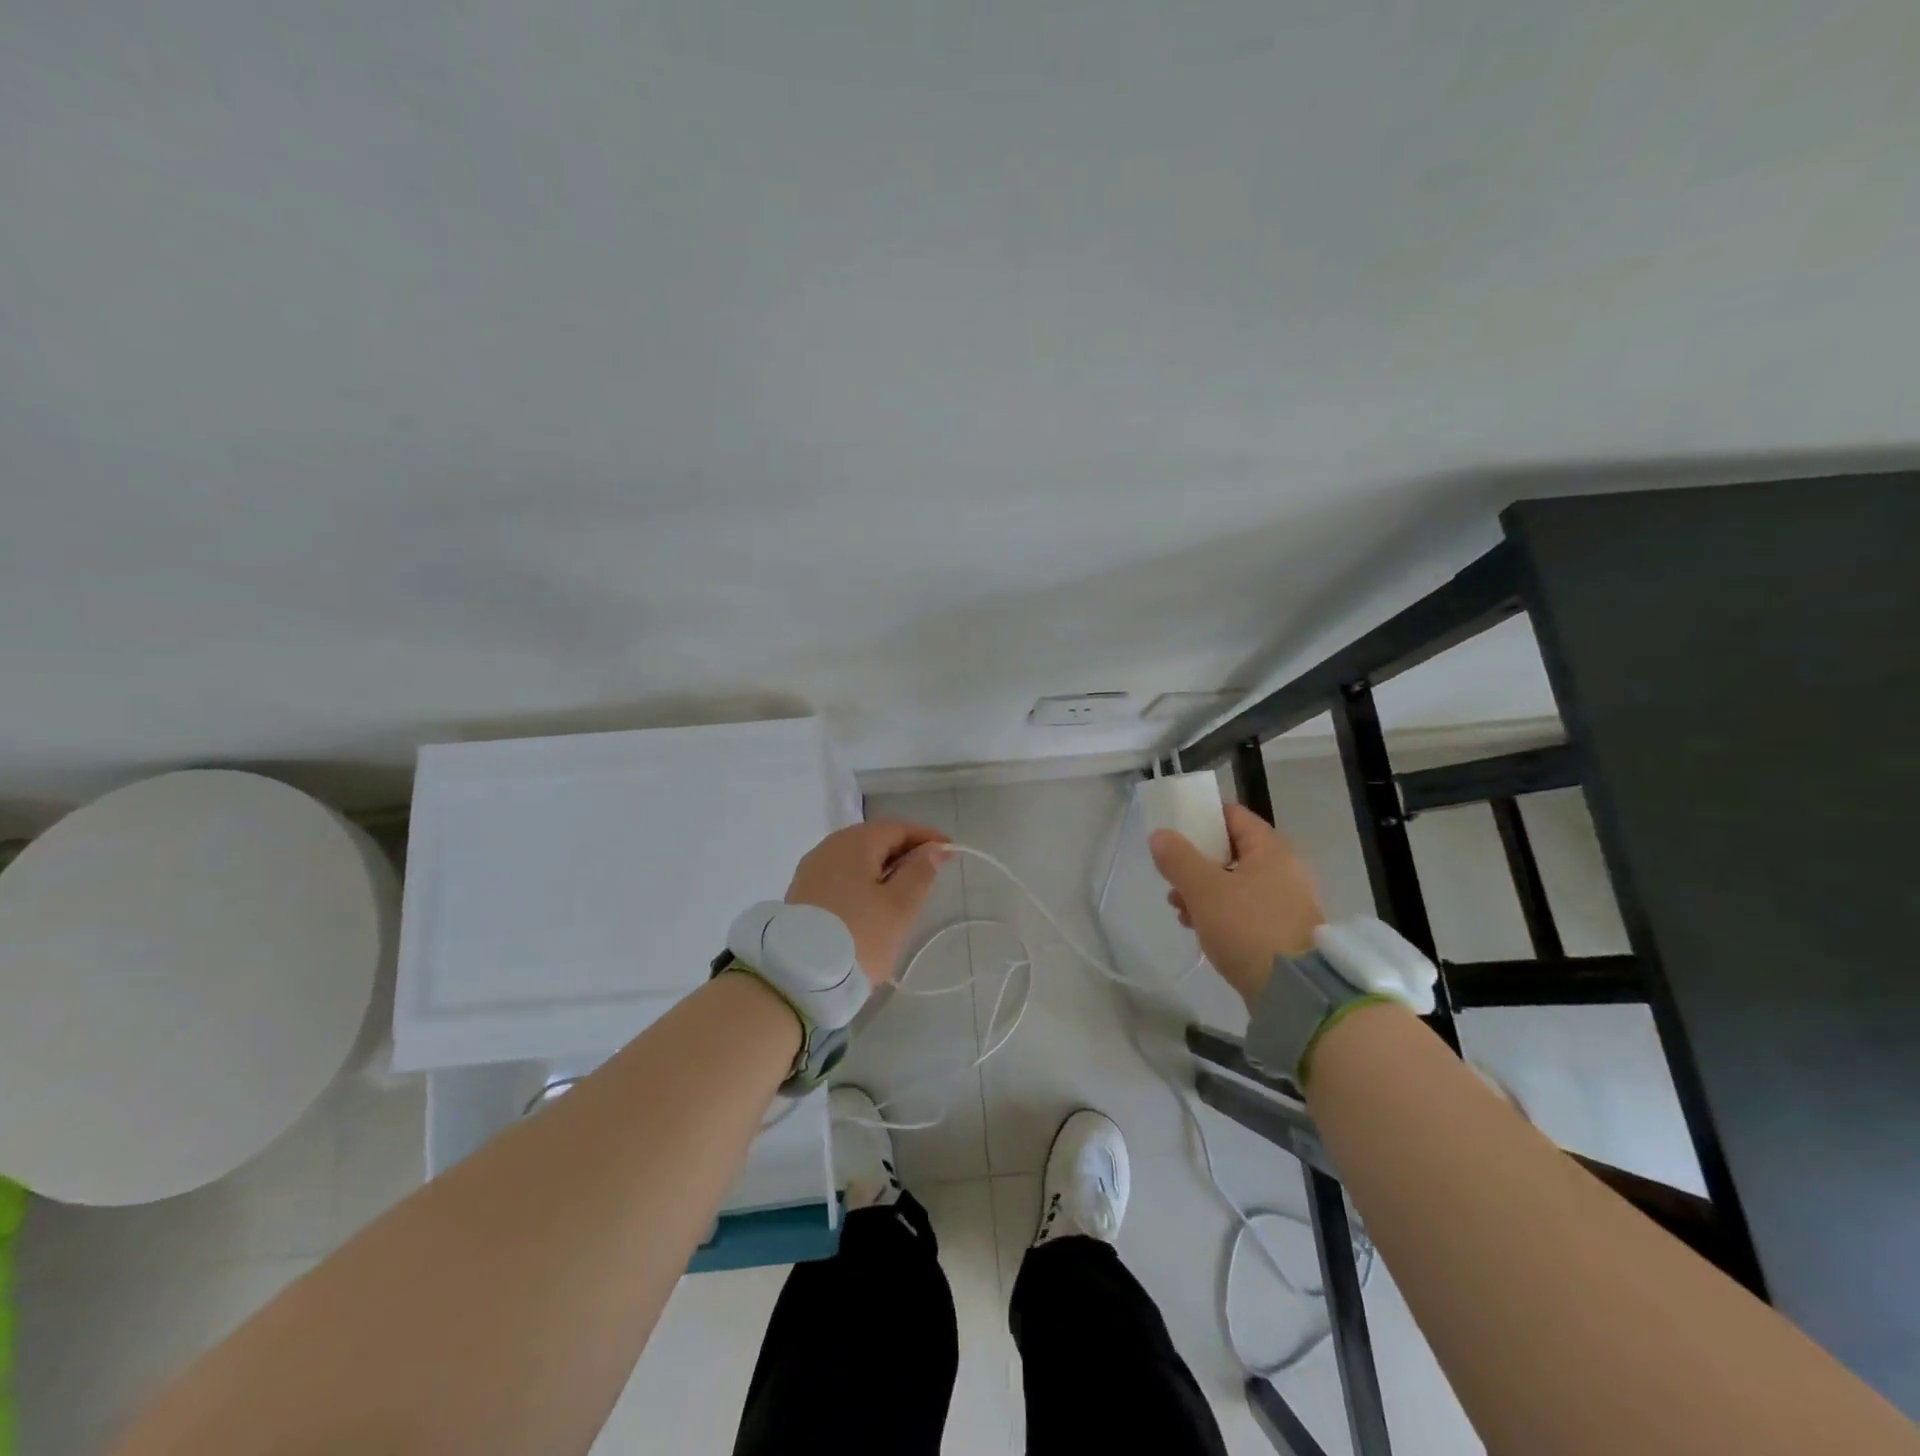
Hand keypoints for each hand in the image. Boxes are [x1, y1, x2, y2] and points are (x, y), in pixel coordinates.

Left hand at [786, 820, 950, 986]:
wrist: (797, 977)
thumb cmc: (858, 936)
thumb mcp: (899, 907)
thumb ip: (920, 872)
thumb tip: (934, 849)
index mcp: (854, 842)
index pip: (897, 828)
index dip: (926, 837)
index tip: (950, 851)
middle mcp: (829, 847)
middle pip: (874, 839)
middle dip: (904, 851)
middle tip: (930, 871)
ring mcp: (812, 870)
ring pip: (856, 859)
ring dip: (883, 867)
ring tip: (904, 889)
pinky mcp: (802, 893)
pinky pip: (841, 875)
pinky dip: (863, 880)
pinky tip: (873, 901)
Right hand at [1149, 803, 1323, 1005]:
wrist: (1296, 992)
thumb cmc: (1249, 928)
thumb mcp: (1204, 889)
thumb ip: (1178, 858)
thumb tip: (1161, 835)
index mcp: (1271, 849)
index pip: (1233, 815)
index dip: (1202, 818)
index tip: (1174, 831)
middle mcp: (1284, 870)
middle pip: (1231, 851)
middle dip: (1196, 862)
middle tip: (1171, 877)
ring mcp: (1286, 903)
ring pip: (1235, 883)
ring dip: (1203, 891)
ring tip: (1178, 909)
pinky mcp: (1282, 932)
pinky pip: (1244, 910)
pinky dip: (1220, 913)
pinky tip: (1198, 928)